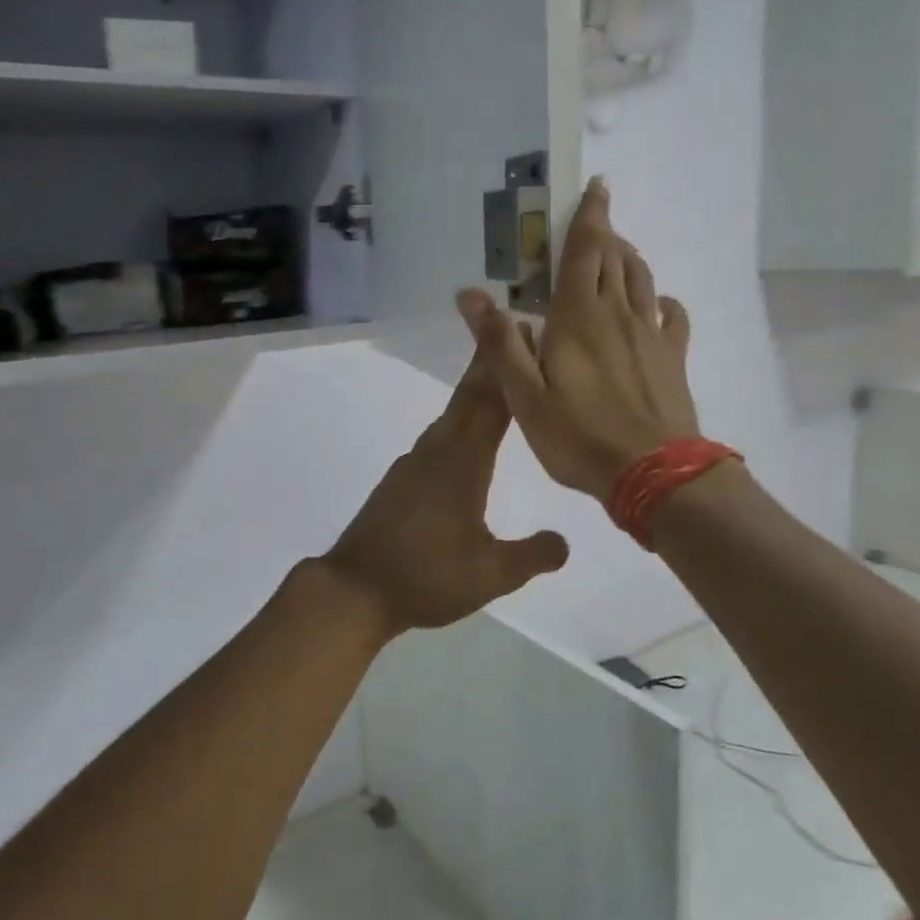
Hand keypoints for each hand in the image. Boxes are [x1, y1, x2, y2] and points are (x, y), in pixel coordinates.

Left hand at [320, 354, 570, 645]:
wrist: (354, 589)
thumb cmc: (425, 577)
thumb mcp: (489, 575)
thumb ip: (531, 556)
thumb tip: (565, 542)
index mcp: (462, 464)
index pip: (492, 404)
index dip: (509, 368)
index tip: (523, 331)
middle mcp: (437, 452)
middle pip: (468, 397)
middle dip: (491, 362)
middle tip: (513, 330)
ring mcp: (414, 463)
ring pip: (451, 415)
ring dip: (475, 390)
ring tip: (499, 378)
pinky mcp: (401, 479)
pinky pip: (438, 436)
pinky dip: (459, 420)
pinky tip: (466, 435)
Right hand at [457, 177, 699, 501]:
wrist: (653, 473)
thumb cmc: (579, 437)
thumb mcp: (525, 396)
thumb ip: (499, 343)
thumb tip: (470, 293)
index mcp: (579, 317)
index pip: (586, 251)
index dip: (590, 216)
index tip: (596, 186)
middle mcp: (618, 314)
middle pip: (615, 258)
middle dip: (606, 233)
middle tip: (595, 221)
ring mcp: (651, 334)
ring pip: (642, 280)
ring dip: (629, 258)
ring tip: (617, 252)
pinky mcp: (673, 358)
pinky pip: (673, 316)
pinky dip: (661, 300)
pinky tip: (655, 305)